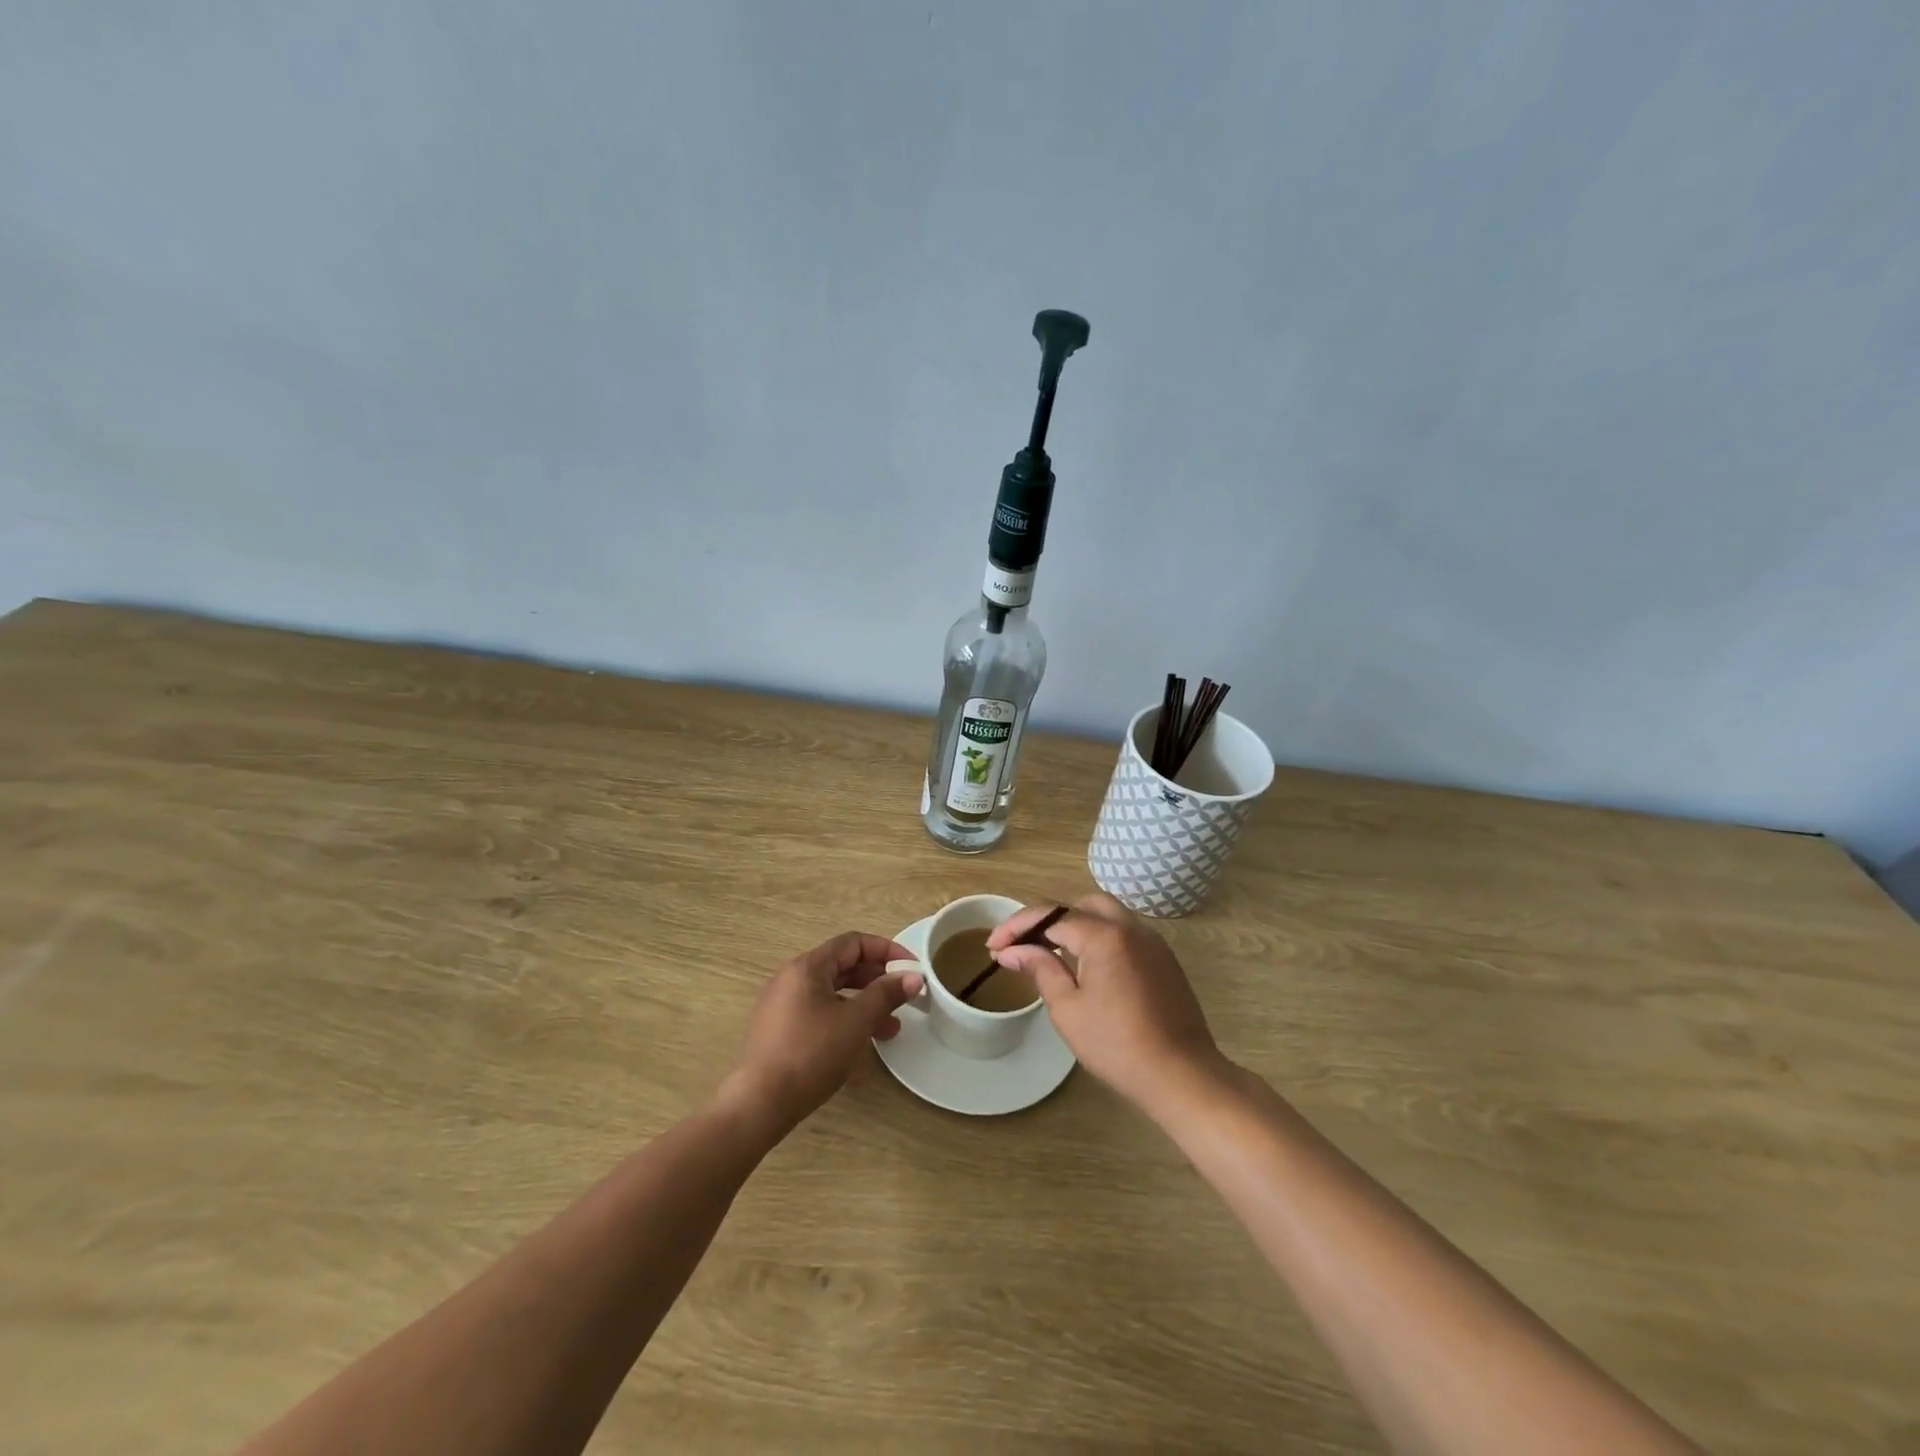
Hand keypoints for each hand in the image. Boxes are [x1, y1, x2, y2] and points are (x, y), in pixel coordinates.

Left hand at [720, 932, 923, 1132]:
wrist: (760, 1104)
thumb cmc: (811, 1054)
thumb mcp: (856, 1022)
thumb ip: (886, 995)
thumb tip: (914, 977)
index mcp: (807, 967)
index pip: (853, 943)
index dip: (887, 950)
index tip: (911, 968)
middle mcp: (792, 978)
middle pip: (843, 966)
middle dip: (877, 980)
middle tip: (904, 997)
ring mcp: (784, 1005)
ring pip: (833, 993)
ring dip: (864, 1004)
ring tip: (891, 1028)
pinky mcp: (781, 1030)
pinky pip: (820, 1012)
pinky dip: (845, 1019)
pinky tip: (862, 1043)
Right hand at [988, 893, 1226, 1112]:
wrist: (1181, 1074)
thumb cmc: (1117, 1045)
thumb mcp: (1068, 1009)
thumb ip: (1040, 969)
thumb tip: (1012, 951)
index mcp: (1104, 936)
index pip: (1051, 916)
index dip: (1017, 927)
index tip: (993, 946)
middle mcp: (1130, 927)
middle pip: (1081, 904)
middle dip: (1048, 919)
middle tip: (1025, 944)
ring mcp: (1152, 941)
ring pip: (1107, 914)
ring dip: (1076, 924)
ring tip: (1052, 951)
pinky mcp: (1163, 958)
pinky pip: (1125, 932)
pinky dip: (1100, 937)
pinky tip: (1087, 965)